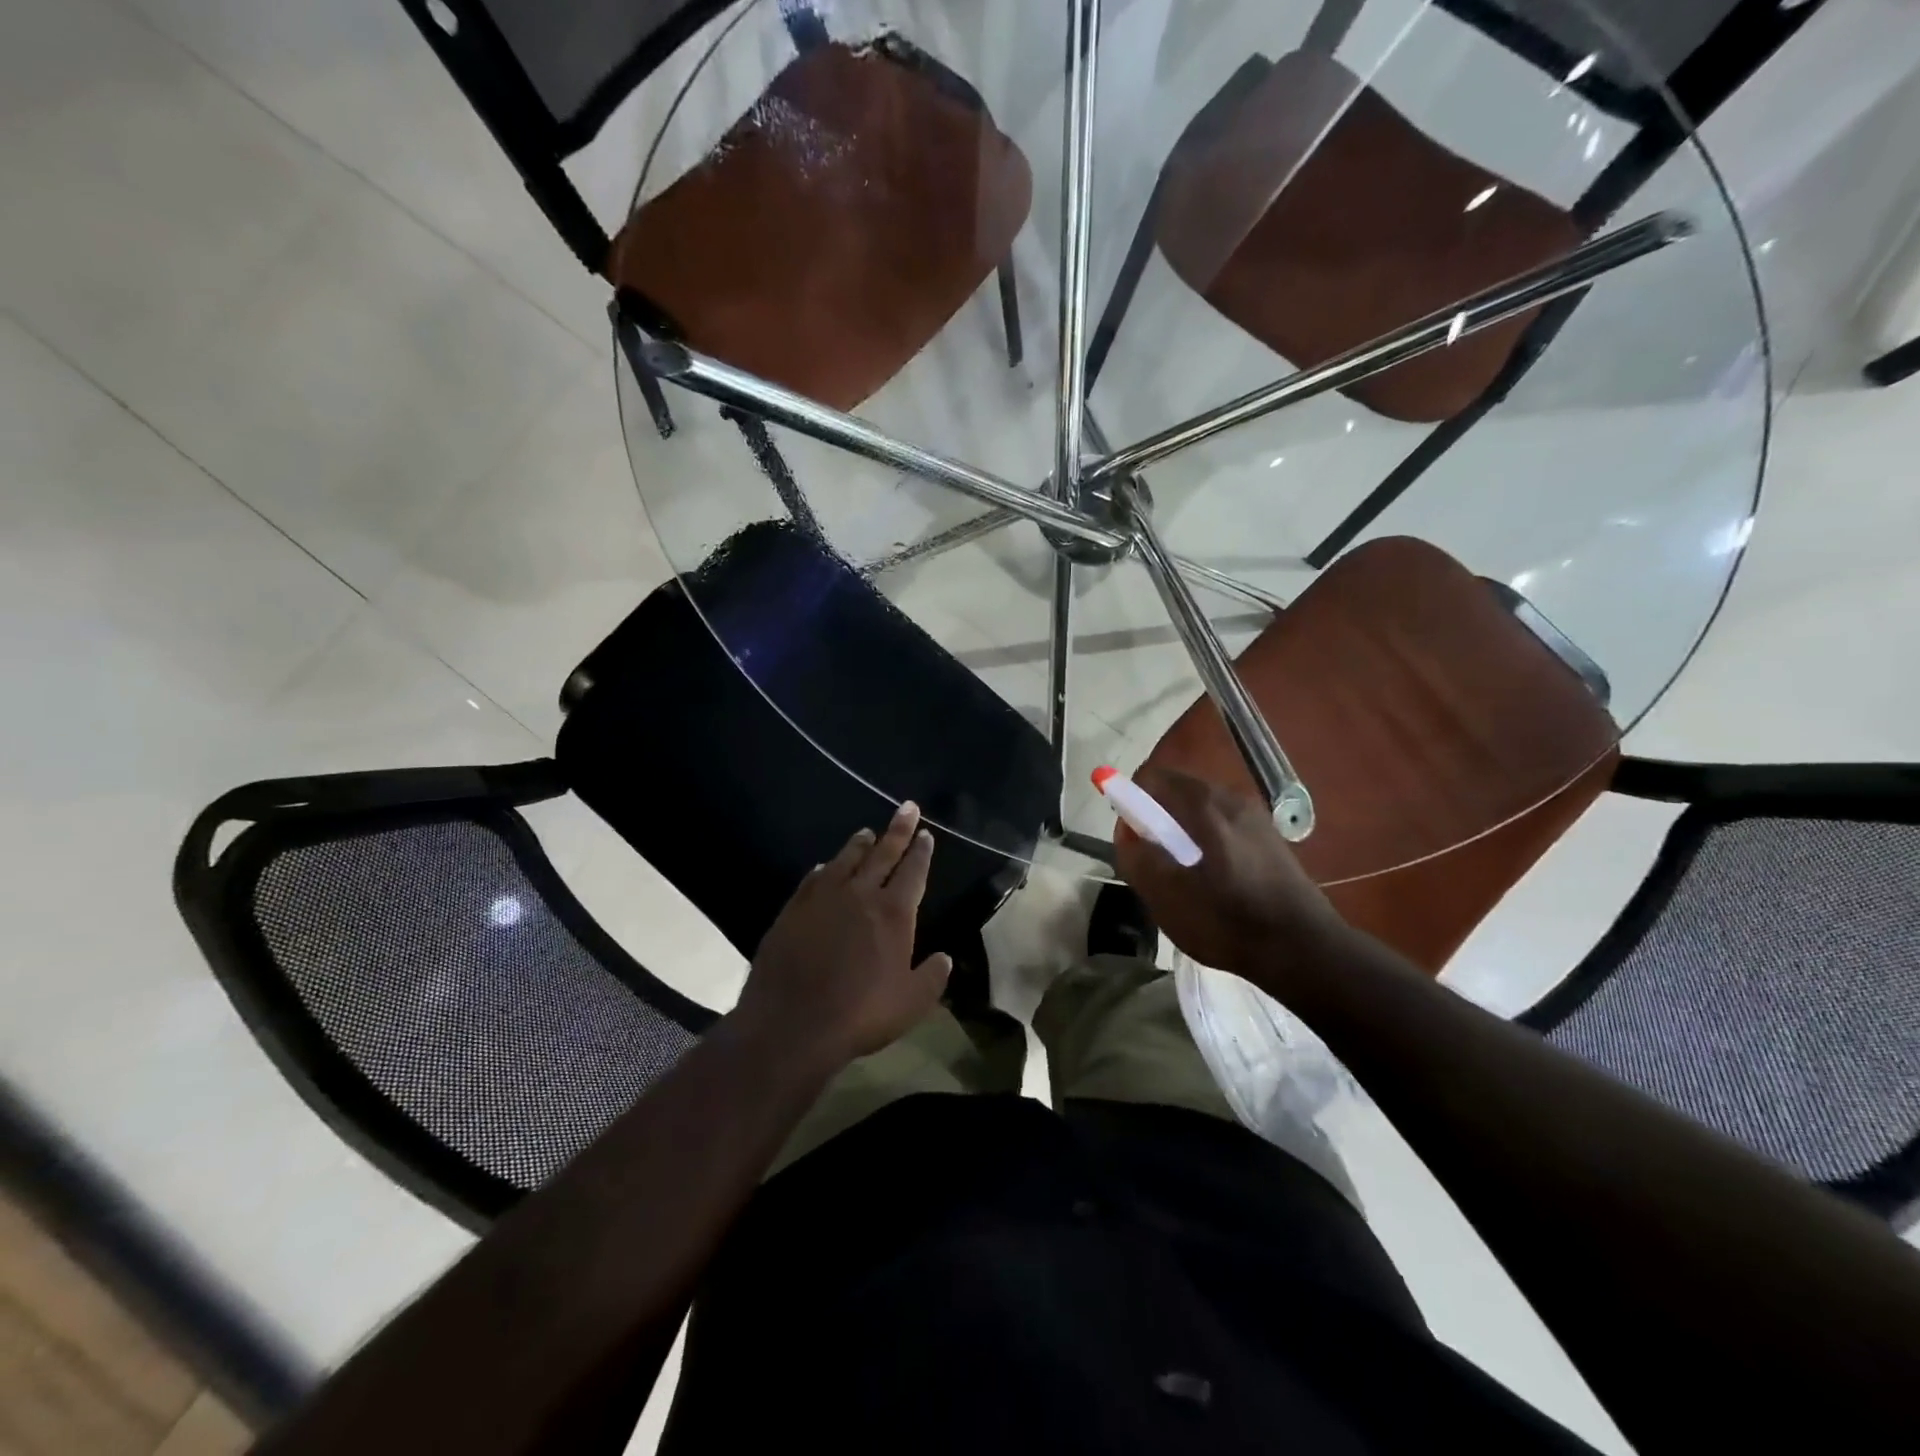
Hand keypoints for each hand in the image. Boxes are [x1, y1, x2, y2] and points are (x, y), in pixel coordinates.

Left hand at [734, 802, 951, 1070]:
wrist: (791, 1024)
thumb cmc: (859, 1014)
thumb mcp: (911, 1003)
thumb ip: (932, 977)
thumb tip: (945, 958)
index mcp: (893, 913)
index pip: (913, 871)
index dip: (921, 851)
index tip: (925, 833)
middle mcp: (860, 895)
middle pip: (883, 853)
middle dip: (898, 830)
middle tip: (907, 807)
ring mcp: (823, 898)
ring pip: (846, 860)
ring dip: (859, 844)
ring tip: (867, 831)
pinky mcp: (793, 909)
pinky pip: (813, 878)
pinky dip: (824, 869)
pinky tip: (825, 866)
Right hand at [1114, 767, 1347, 986]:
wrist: (1303, 949)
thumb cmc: (1227, 921)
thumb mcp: (1165, 895)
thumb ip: (1136, 856)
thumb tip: (1126, 829)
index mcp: (1204, 804)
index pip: (1152, 777)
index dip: (1131, 800)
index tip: (1132, 837)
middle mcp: (1231, 798)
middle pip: (1178, 791)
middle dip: (1156, 818)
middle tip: (1154, 861)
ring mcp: (1255, 816)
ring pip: (1201, 810)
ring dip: (1181, 832)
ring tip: (1183, 876)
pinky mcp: (1269, 838)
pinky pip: (1223, 825)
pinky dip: (1206, 841)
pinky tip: (1213, 882)